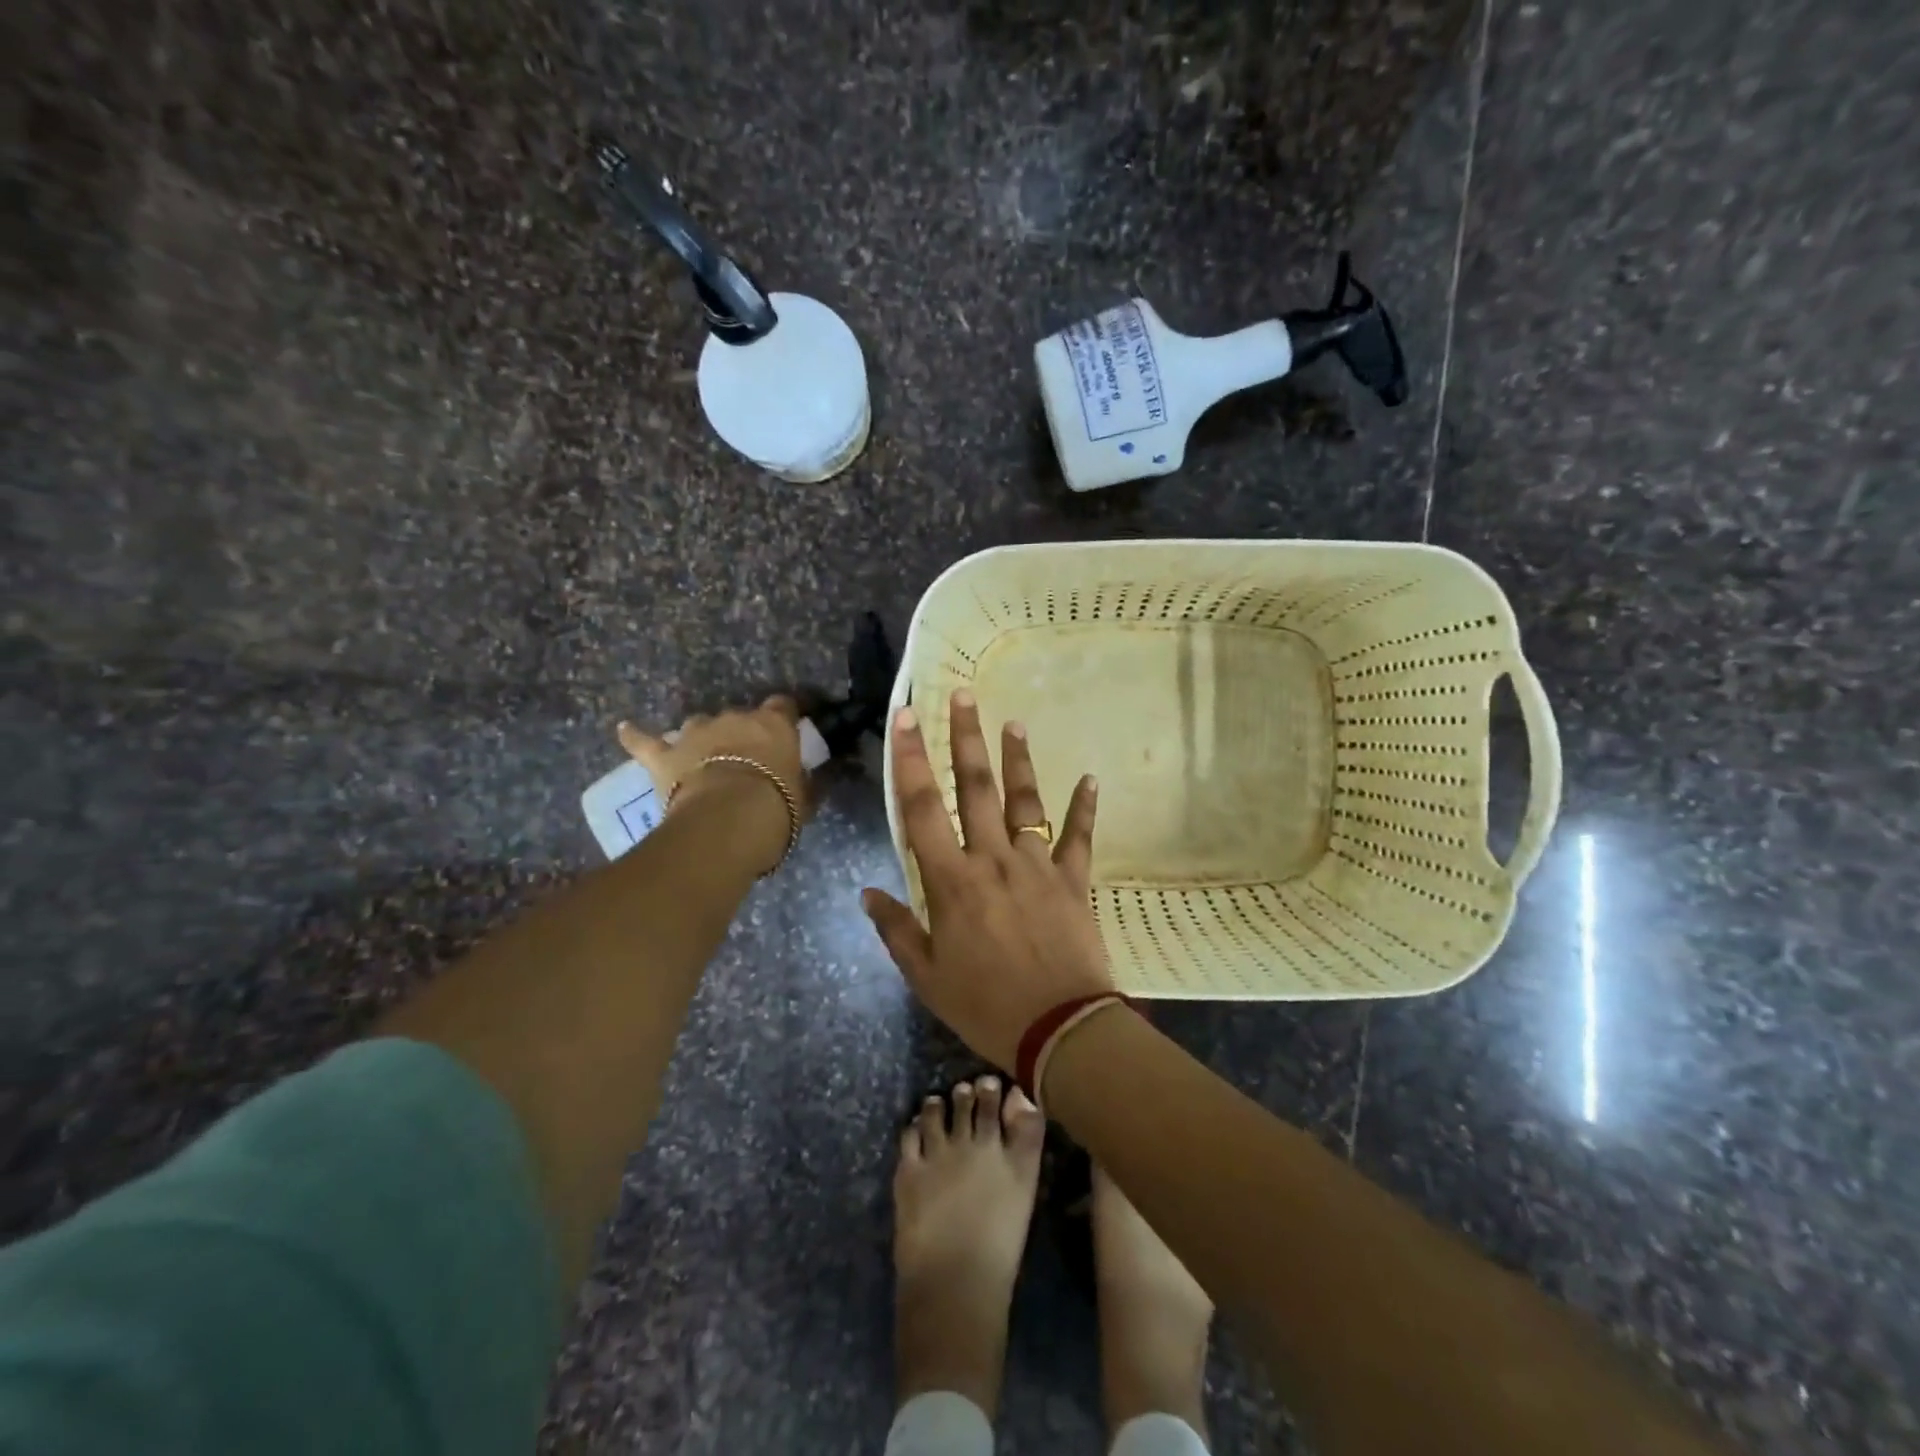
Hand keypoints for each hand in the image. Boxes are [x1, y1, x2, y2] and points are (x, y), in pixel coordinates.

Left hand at [618, 697, 814, 868]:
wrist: (727, 820)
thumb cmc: (776, 806)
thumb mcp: (804, 797)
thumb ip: (805, 783)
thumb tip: (811, 780)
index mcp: (774, 724)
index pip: (784, 705)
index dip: (784, 717)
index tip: (788, 730)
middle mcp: (734, 718)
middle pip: (739, 717)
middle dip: (741, 734)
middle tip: (747, 760)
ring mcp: (696, 733)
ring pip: (699, 724)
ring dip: (703, 737)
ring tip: (704, 756)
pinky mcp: (665, 756)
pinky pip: (645, 742)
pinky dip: (636, 736)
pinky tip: (624, 729)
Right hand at [863, 689, 1109, 1071]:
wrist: (1060, 1030)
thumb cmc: (985, 1005)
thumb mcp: (927, 977)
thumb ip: (897, 930)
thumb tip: (867, 894)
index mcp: (952, 881)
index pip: (922, 809)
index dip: (910, 760)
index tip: (905, 717)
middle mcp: (993, 859)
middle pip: (976, 788)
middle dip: (965, 738)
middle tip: (963, 696)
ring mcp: (1037, 865)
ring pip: (1025, 801)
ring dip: (1018, 760)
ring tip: (1014, 722)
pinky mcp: (1073, 880)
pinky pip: (1079, 836)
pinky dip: (1085, 807)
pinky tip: (1090, 778)